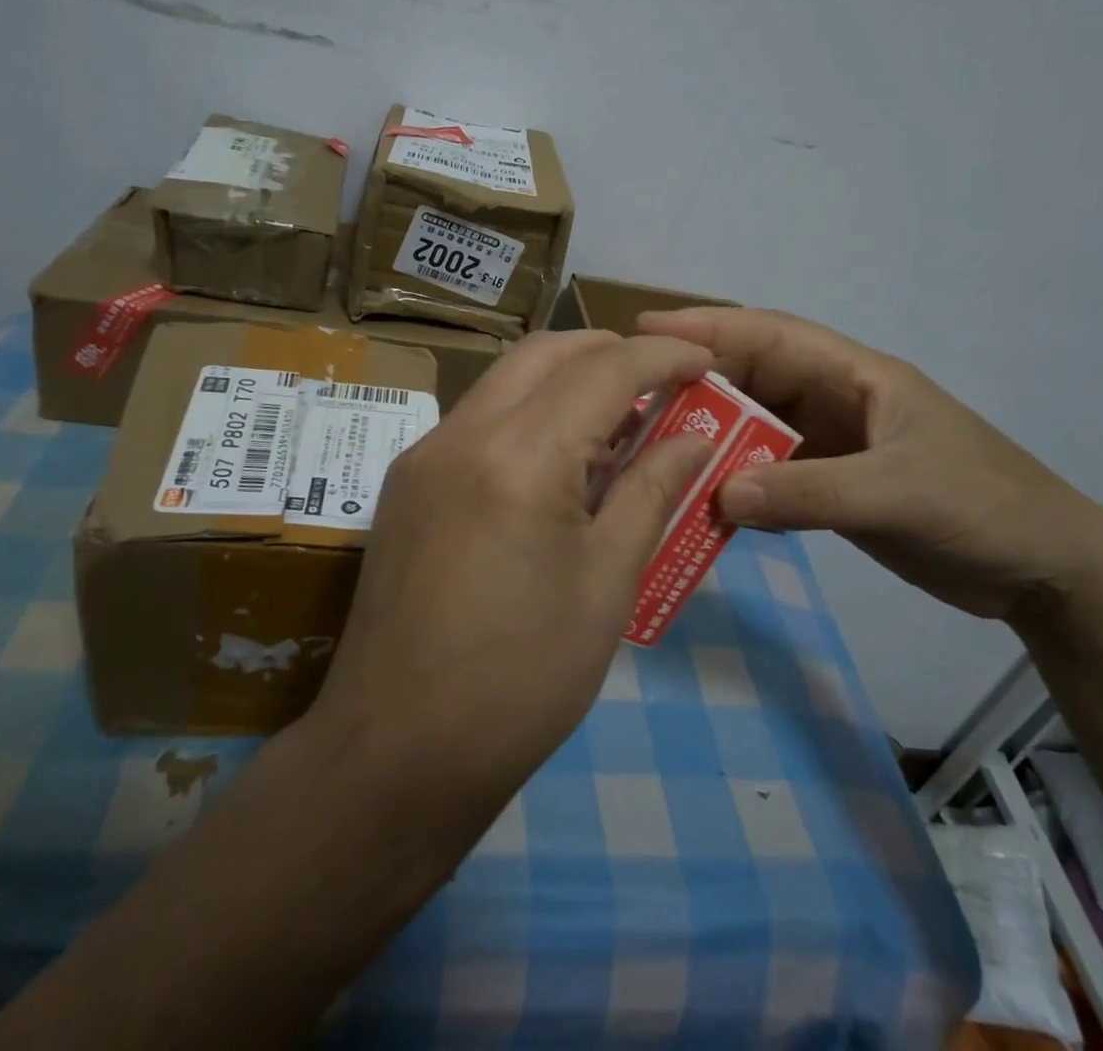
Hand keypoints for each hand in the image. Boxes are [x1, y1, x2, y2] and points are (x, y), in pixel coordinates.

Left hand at [306, 330, 715, 809]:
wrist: (397, 751)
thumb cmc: (521, 679)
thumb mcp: (606, 585)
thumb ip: (651, 492)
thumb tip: (694, 438)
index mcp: (517, 456)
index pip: (601, 370)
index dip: (661, 357)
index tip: (705, 363)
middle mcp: (460, 433)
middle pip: (543, 353)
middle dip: (608, 352)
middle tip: (662, 381)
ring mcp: (423, 455)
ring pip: (506, 379)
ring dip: (566, 380)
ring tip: (619, 423)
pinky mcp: (406, 482)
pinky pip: (478, 419)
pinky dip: (528, 414)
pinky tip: (560, 462)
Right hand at [637, 308, 1102, 624]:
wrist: (1045, 572)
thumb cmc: (984, 507)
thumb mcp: (898, 492)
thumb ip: (809, 493)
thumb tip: (718, 494)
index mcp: (855, 375)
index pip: (771, 335)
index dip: (709, 326)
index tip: (647, 327)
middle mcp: (835, 401)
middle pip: (752, 380)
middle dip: (697, 383)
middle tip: (632, 397)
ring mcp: (832, 446)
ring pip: (754, 429)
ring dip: (711, 438)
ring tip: (651, 448)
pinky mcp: (832, 487)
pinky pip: (769, 476)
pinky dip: (735, 485)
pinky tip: (700, 501)